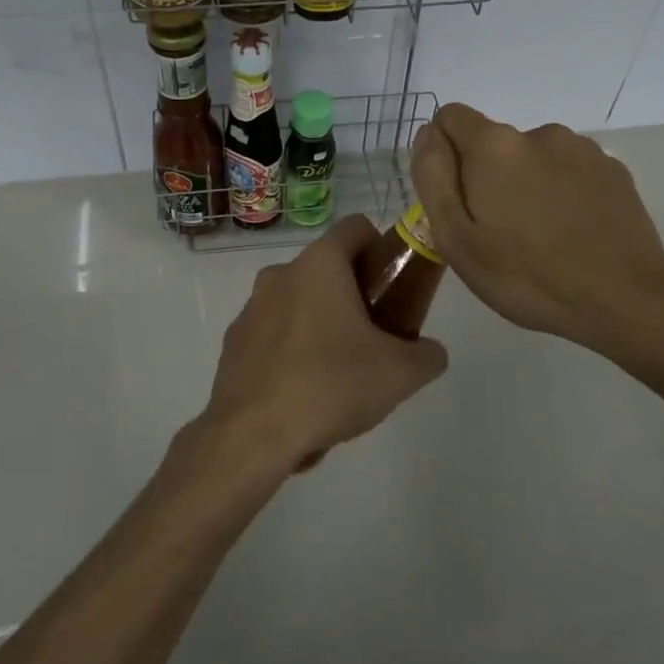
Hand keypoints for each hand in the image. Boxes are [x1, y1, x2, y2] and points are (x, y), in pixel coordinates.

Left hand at [196, 215, 448, 473]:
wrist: (253, 435)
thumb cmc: (331, 385)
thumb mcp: (400, 373)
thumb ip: (427, 355)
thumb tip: (430, 353)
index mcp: (319, 265)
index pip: (356, 228)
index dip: (382, 248)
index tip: (395, 284)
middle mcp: (280, 275)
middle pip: (327, 269)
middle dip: (355, 294)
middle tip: (376, 337)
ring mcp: (250, 309)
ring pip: (298, 303)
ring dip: (322, 324)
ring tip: (340, 373)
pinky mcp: (233, 344)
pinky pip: (273, 336)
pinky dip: (292, 352)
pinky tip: (304, 394)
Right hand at [410, 103, 663, 357]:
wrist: (624, 298)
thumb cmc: (526, 275)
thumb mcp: (456, 237)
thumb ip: (433, 177)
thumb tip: (428, 134)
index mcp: (494, 146)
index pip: (450, 118)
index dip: (443, 154)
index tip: (456, 200)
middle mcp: (538, 133)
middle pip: (493, 144)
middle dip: (487, 177)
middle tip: (497, 234)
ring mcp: (582, 149)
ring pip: (533, 158)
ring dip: (526, 185)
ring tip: (539, 238)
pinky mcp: (613, 170)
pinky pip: (569, 172)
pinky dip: (562, 193)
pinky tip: (572, 235)